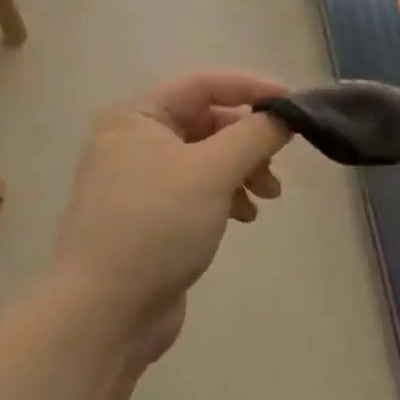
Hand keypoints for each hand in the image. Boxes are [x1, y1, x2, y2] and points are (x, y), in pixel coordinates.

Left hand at [53, 72, 291, 359]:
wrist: (104, 314)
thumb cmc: (156, 226)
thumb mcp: (212, 171)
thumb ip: (256, 135)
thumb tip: (288, 115)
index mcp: (138, 117)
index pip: (205, 84)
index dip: (252, 88)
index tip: (294, 105)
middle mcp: (136, 140)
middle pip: (209, 120)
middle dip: (249, 139)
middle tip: (277, 162)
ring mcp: (142, 181)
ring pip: (208, 157)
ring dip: (243, 169)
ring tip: (267, 196)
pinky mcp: (154, 216)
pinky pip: (200, 188)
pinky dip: (227, 195)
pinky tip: (244, 218)